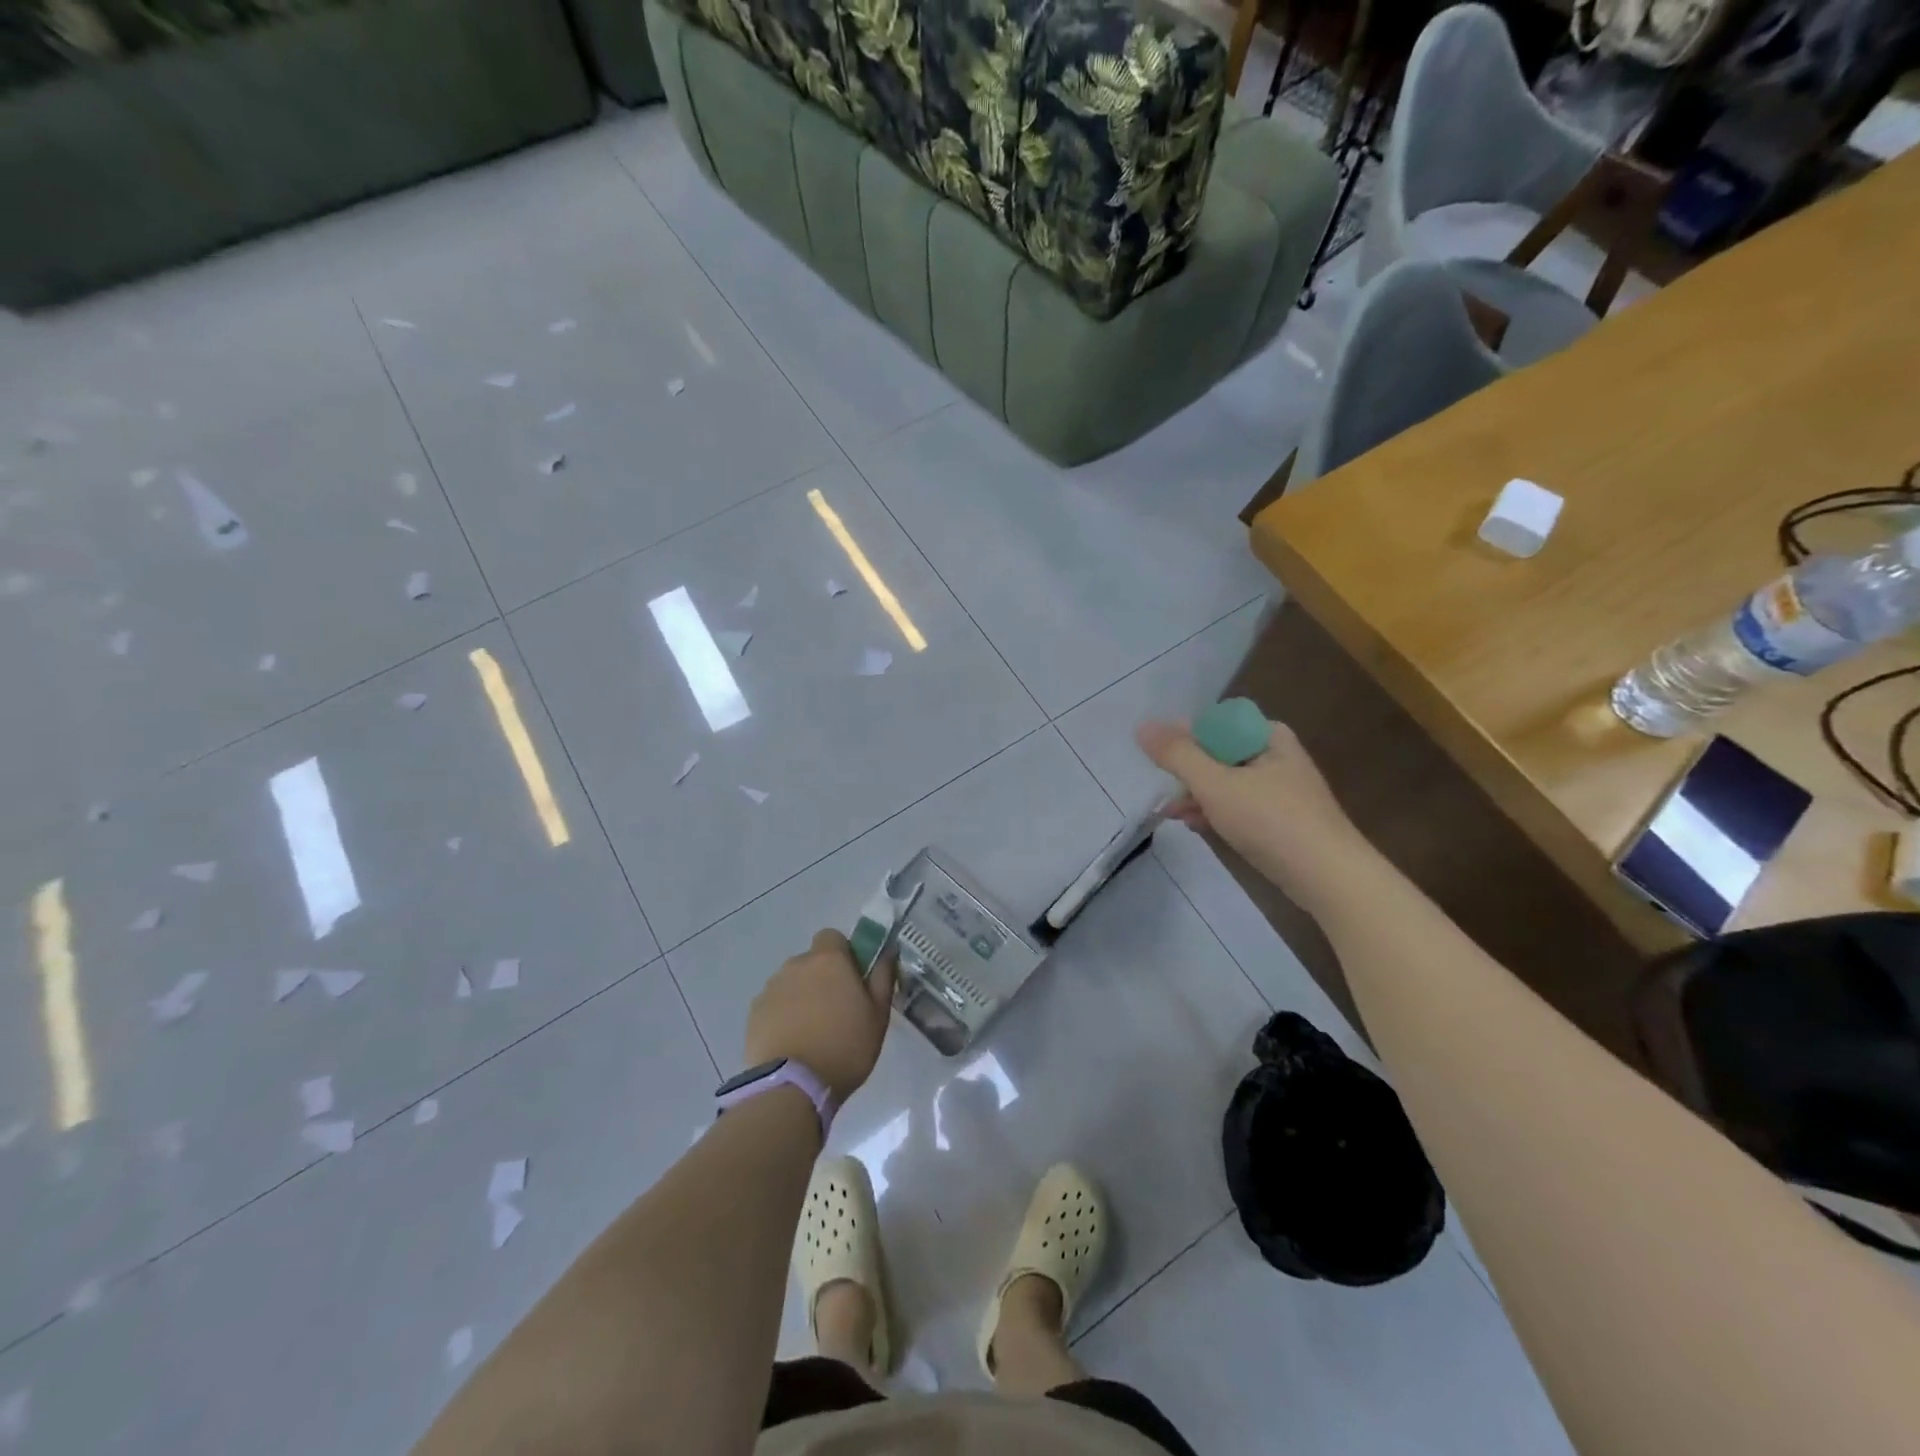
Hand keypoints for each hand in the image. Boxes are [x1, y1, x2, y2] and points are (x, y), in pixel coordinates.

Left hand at [743, 929, 894, 1104]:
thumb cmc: (845, 1048)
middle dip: (822, 978)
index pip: (832, 936)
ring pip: (791, 983)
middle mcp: (796, 965)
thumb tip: (887, 951)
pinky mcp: (754, 1013)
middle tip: (835, 1010)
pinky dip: (782, 1016)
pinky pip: (774, 1005)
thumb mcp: (878, 1016)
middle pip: (811, 961)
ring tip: (812, 1032)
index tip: (851, 979)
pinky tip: (792, 1043)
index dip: (843, 953)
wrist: (791, 1087)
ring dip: (801, 997)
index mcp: (828, 960)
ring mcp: (771, 988)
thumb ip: (883, 977)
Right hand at [1136, 716, 1371, 915]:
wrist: (1329, 878)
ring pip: (1227, 781)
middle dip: (1188, 771)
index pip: (1215, 723)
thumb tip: (1142, 726)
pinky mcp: (1282, 819)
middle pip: (1219, 752)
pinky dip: (1217, 812)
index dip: (1184, 737)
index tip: (1160, 761)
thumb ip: (1177, 755)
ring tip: (1171, 813)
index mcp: (1268, 736)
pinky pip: (1239, 805)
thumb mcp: (1215, 785)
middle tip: (1164, 791)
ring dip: (1198, 794)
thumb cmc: (1271, 822)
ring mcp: (1281, 789)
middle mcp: (1277, 755)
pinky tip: (1196, 826)